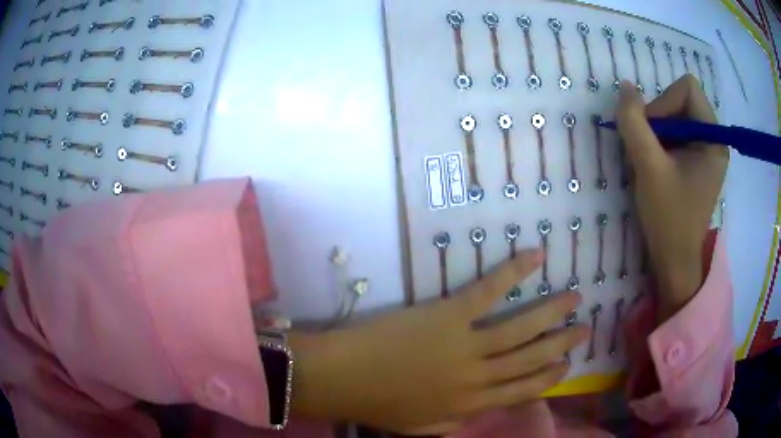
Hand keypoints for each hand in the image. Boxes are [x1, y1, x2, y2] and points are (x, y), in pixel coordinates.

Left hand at [289, 249, 588, 434]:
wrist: (342, 378)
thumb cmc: (378, 404)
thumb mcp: (421, 427)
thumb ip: (452, 425)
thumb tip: (473, 415)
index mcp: (471, 405)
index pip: (522, 391)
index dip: (549, 377)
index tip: (568, 365)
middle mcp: (479, 377)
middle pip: (532, 359)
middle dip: (562, 344)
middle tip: (584, 328)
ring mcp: (466, 345)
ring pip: (521, 328)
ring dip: (552, 312)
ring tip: (575, 297)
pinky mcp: (449, 315)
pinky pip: (489, 291)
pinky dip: (514, 273)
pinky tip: (536, 257)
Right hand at [616, 75, 727, 319]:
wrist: (674, 260)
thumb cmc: (668, 218)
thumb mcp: (648, 167)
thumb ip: (634, 123)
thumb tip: (625, 87)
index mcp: (713, 139)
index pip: (688, 88)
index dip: (665, 101)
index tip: (653, 133)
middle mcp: (714, 139)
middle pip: (682, 100)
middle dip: (659, 118)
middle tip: (648, 149)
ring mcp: (706, 151)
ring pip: (676, 116)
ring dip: (657, 132)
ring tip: (651, 161)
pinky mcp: (698, 161)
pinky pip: (677, 133)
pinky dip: (661, 143)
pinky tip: (656, 166)